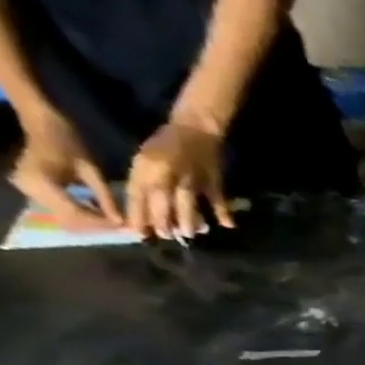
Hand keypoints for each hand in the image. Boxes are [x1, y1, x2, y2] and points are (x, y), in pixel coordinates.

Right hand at [10, 111, 120, 230]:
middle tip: (120, 226)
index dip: (101, 223)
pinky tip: (96, 211)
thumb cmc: (68, 142)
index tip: (124, 227)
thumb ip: (105, 198)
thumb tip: (121, 223)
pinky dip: (80, 214)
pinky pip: (59, 210)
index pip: (75, 213)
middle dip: (96, 225)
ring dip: (89, 222)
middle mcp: (28, 188)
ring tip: (111, 220)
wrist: (41, 125)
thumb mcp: (91, 170)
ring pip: (64, 218)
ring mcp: (26, 190)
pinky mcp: (30, 191)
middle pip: (68, 219)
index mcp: (41, 181)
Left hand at [127, 118, 234, 238]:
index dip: (137, 214)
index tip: (136, 232)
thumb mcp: (146, 158)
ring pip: (187, 203)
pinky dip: (223, 212)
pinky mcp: (213, 180)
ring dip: (188, 220)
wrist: (195, 127)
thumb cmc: (166, 143)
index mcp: (147, 167)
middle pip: (162, 202)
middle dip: (162, 221)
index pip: (137, 194)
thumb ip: (144, 182)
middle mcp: (167, 173)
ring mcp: (192, 178)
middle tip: (166, 236)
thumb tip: (145, 210)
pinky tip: (227, 225)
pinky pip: (217, 199)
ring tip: (189, 234)